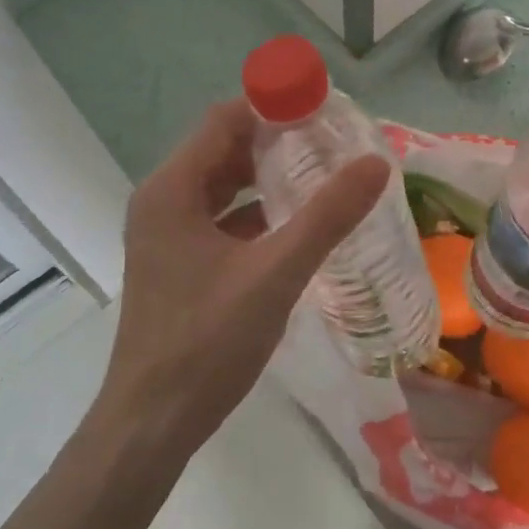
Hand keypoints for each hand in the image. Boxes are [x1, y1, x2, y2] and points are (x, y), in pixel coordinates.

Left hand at [99, 99, 389, 448]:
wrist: (151, 422)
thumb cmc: (207, 342)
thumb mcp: (275, 274)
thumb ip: (327, 217)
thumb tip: (377, 164)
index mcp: (173, 188)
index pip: (226, 119)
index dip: (273, 106)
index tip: (324, 108)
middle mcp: (163, 199)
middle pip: (224, 148)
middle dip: (276, 140)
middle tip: (333, 140)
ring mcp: (167, 232)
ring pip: (223, 184)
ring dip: (267, 176)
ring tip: (323, 172)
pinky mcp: (178, 260)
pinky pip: (220, 217)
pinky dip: (256, 211)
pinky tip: (297, 221)